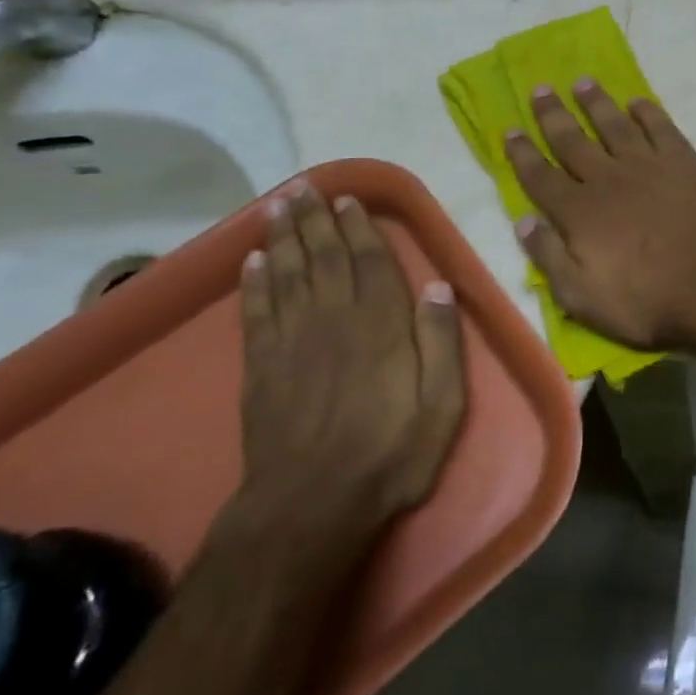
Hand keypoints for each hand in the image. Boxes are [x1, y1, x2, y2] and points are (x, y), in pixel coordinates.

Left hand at [236, 181, 465, 534]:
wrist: (310, 508)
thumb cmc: (389, 455)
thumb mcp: (442, 406)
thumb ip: (443, 343)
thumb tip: (438, 286)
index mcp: (381, 326)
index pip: (370, 262)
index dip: (359, 227)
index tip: (348, 199)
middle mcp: (334, 320)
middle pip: (324, 257)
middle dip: (315, 219)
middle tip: (305, 186)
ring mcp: (292, 342)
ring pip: (288, 274)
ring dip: (283, 236)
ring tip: (278, 205)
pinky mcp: (261, 367)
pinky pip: (256, 312)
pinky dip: (254, 282)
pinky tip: (253, 260)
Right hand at [504, 80, 695, 352]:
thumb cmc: (644, 301)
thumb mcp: (581, 297)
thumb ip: (548, 257)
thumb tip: (522, 221)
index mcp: (578, 212)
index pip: (540, 176)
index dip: (522, 153)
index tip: (510, 130)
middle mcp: (607, 179)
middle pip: (572, 140)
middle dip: (553, 114)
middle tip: (540, 88)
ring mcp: (647, 166)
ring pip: (614, 125)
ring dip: (596, 102)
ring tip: (582, 82)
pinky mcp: (684, 163)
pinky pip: (661, 128)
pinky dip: (647, 112)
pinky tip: (637, 102)